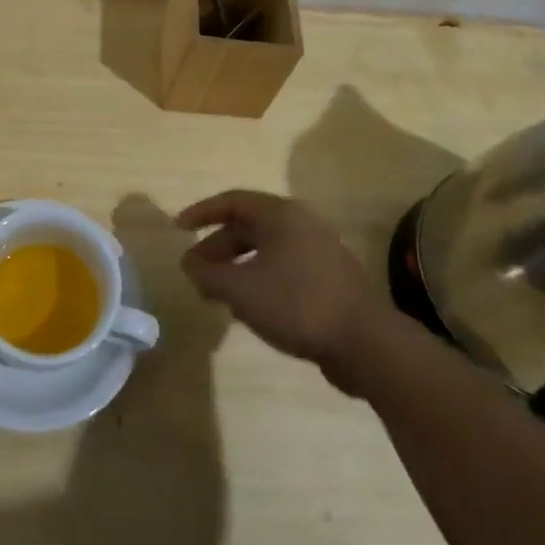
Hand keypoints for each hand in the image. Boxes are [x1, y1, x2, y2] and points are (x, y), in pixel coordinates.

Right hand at [177, 190, 386, 387]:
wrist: (366, 343)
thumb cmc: (297, 303)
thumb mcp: (241, 289)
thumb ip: (209, 274)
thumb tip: (189, 265)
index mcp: (280, 214)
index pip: (232, 201)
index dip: (201, 212)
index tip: (178, 228)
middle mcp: (301, 224)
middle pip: (248, 226)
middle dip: (217, 247)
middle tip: (194, 271)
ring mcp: (319, 251)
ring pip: (266, 250)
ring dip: (237, 266)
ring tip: (217, 292)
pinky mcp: (330, 278)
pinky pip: (283, 268)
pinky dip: (259, 279)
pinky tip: (251, 307)